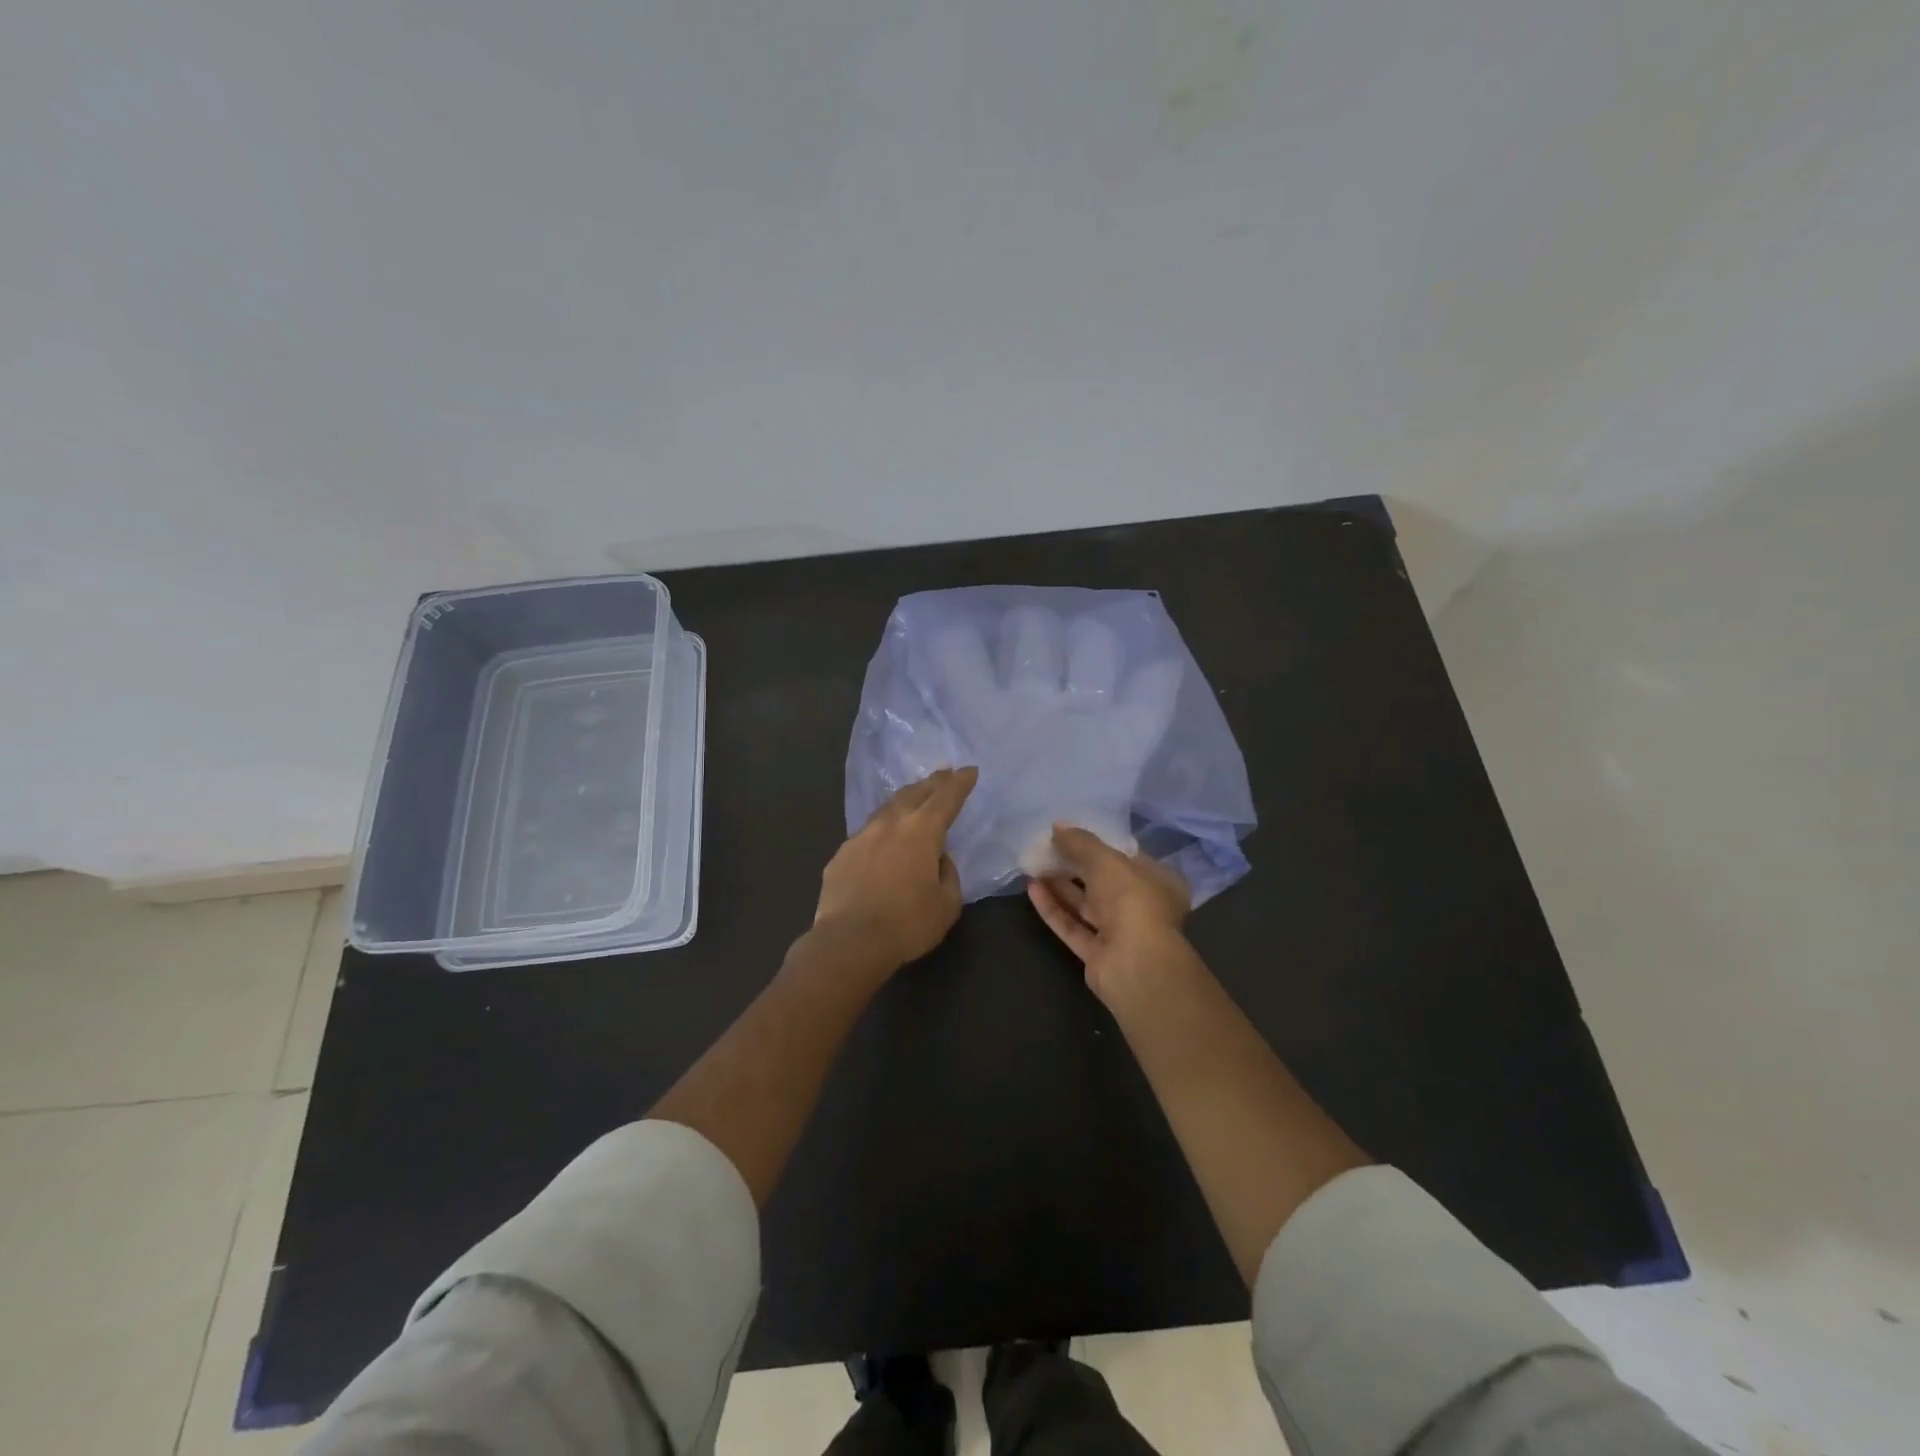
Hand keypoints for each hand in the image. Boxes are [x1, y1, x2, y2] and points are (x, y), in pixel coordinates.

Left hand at [814, 766, 978, 971]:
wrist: (849, 942)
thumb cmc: (907, 924)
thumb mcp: (947, 904)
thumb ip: (948, 874)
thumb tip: (938, 859)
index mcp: (922, 831)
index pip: (946, 797)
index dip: (960, 783)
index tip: (970, 770)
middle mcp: (890, 824)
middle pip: (915, 793)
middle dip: (933, 782)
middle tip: (945, 773)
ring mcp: (861, 837)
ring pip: (887, 808)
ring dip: (905, 799)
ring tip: (914, 797)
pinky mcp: (841, 855)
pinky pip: (867, 834)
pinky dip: (882, 829)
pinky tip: (882, 838)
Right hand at [1027, 825, 1194, 1006]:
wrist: (1135, 966)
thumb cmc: (1132, 901)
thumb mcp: (1106, 860)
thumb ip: (1080, 842)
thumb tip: (1057, 827)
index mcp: (1158, 881)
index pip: (1127, 857)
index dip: (1099, 843)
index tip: (1072, 833)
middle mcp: (1142, 907)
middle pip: (1103, 881)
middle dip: (1074, 865)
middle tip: (1046, 847)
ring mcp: (1120, 933)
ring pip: (1085, 905)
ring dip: (1060, 885)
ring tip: (1033, 864)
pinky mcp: (1097, 955)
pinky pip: (1073, 926)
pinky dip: (1054, 908)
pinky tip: (1032, 888)